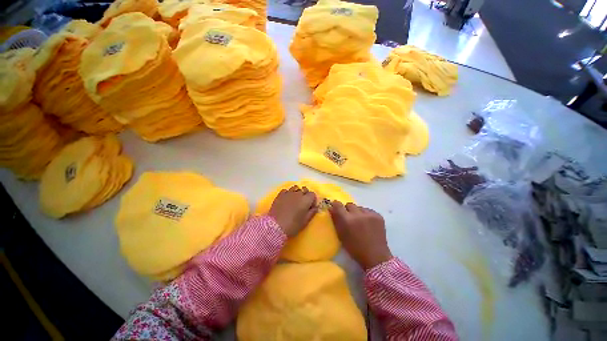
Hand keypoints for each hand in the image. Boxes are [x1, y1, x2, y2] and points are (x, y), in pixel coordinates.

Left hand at [268, 185, 317, 236]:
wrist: (275, 227)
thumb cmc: (293, 225)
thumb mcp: (305, 221)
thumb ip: (312, 212)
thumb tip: (315, 207)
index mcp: (306, 200)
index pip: (312, 194)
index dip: (312, 200)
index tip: (310, 206)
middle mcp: (298, 194)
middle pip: (304, 189)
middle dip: (305, 194)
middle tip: (303, 203)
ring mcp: (288, 193)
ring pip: (295, 188)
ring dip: (297, 192)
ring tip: (294, 200)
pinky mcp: (280, 195)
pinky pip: (286, 190)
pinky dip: (288, 193)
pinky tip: (286, 199)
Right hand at [329, 201, 392, 269]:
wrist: (376, 257)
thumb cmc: (355, 248)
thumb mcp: (341, 235)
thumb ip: (335, 220)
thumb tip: (331, 208)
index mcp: (347, 220)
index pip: (338, 205)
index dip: (336, 205)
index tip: (335, 207)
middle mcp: (358, 214)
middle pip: (349, 204)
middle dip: (347, 210)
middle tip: (349, 218)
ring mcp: (369, 214)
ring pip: (359, 207)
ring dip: (357, 212)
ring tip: (360, 221)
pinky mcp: (378, 216)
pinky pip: (368, 210)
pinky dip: (366, 215)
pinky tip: (368, 223)